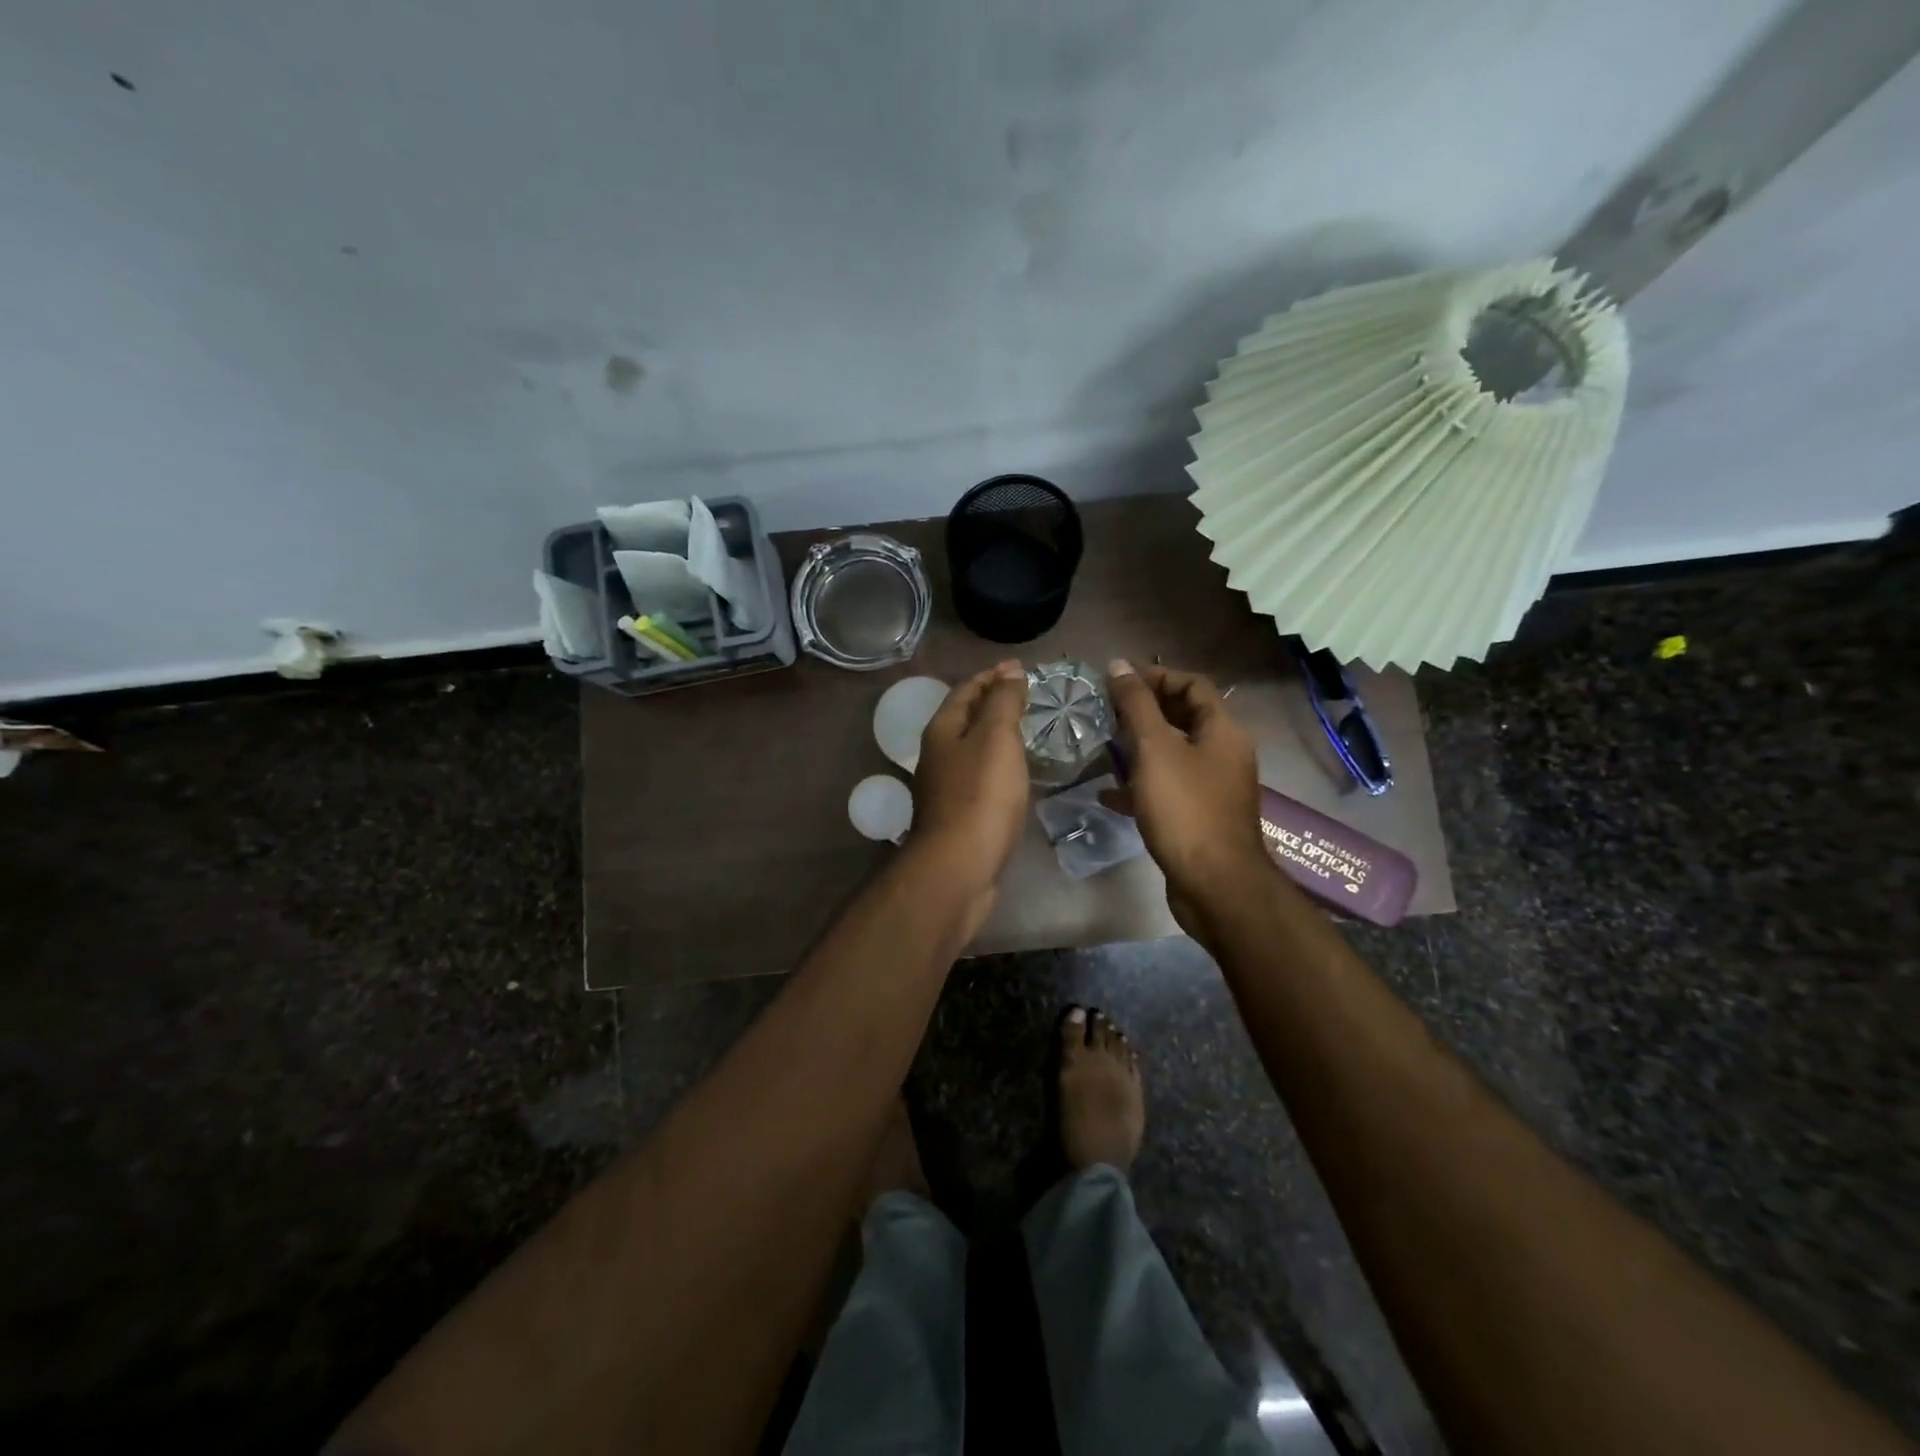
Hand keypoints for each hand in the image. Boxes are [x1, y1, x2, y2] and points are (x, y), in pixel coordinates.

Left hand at [910, 661, 1030, 933]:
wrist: (959, 866)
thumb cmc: (980, 795)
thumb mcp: (996, 737)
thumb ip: (1003, 702)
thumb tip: (1009, 671)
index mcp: (942, 730)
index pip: (966, 690)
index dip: (992, 676)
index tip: (1021, 670)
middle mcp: (937, 755)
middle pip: (965, 718)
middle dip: (993, 704)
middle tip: (1029, 699)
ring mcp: (945, 788)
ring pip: (972, 750)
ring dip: (996, 736)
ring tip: (1028, 732)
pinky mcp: (958, 815)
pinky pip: (980, 777)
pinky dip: (998, 765)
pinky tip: (1017, 774)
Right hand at [1103, 659, 1269, 938]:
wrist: (1215, 886)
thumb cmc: (1185, 810)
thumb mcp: (1155, 750)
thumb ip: (1135, 705)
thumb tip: (1118, 664)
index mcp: (1223, 731)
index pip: (1193, 685)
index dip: (1156, 676)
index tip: (1118, 681)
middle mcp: (1224, 754)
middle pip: (1184, 717)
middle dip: (1145, 711)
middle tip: (1106, 711)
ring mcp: (1213, 788)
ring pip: (1174, 755)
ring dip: (1140, 747)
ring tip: (1104, 745)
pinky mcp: (1199, 818)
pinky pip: (1168, 789)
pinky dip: (1141, 785)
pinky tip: (1108, 793)